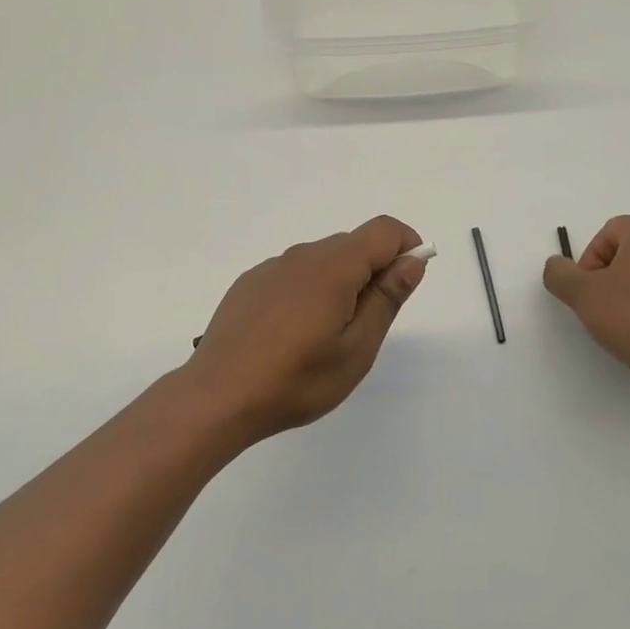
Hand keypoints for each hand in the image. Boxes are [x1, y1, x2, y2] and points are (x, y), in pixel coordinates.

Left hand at [187, 216, 427, 441]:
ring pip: (322, 260)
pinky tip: (292, 334)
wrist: (217, 398)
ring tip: (327, 336)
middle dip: (374, 271)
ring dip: (340, 282)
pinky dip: (308, 291)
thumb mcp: (356, 349)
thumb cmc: (296, 381)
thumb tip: (412, 261)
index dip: (407, 246)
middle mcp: (302, 256)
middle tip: (367, 325)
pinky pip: (293, 274)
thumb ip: (386, 299)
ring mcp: (271, 268)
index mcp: (333, 267)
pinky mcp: (249, 283)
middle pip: (353, 244)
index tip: (408, 283)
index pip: (383, 231)